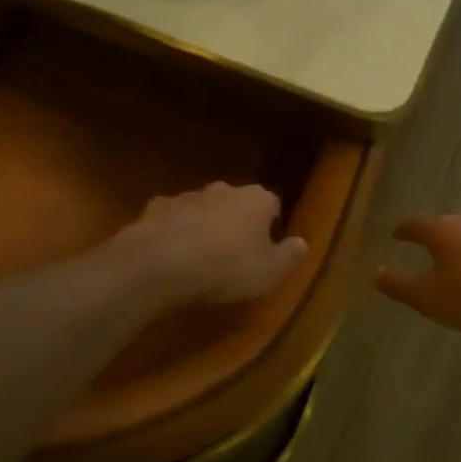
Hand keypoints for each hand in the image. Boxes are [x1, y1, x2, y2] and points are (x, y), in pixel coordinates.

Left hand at [125, 182, 308, 304]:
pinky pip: (172, 218)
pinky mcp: (157, 207)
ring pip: (203, 208)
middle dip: (237, 222)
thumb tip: (302, 242)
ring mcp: (188, 195)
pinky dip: (174, 230)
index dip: (270, 227)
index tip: (266, 249)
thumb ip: (290, 256)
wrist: (161, 262)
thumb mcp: (270, 272)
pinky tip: (170, 254)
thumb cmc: (226, 267)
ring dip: (205, 225)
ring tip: (200, 257)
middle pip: (237, 203)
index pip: (273, 205)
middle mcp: (224, 189)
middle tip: (234, 254)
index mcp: (257, 200)